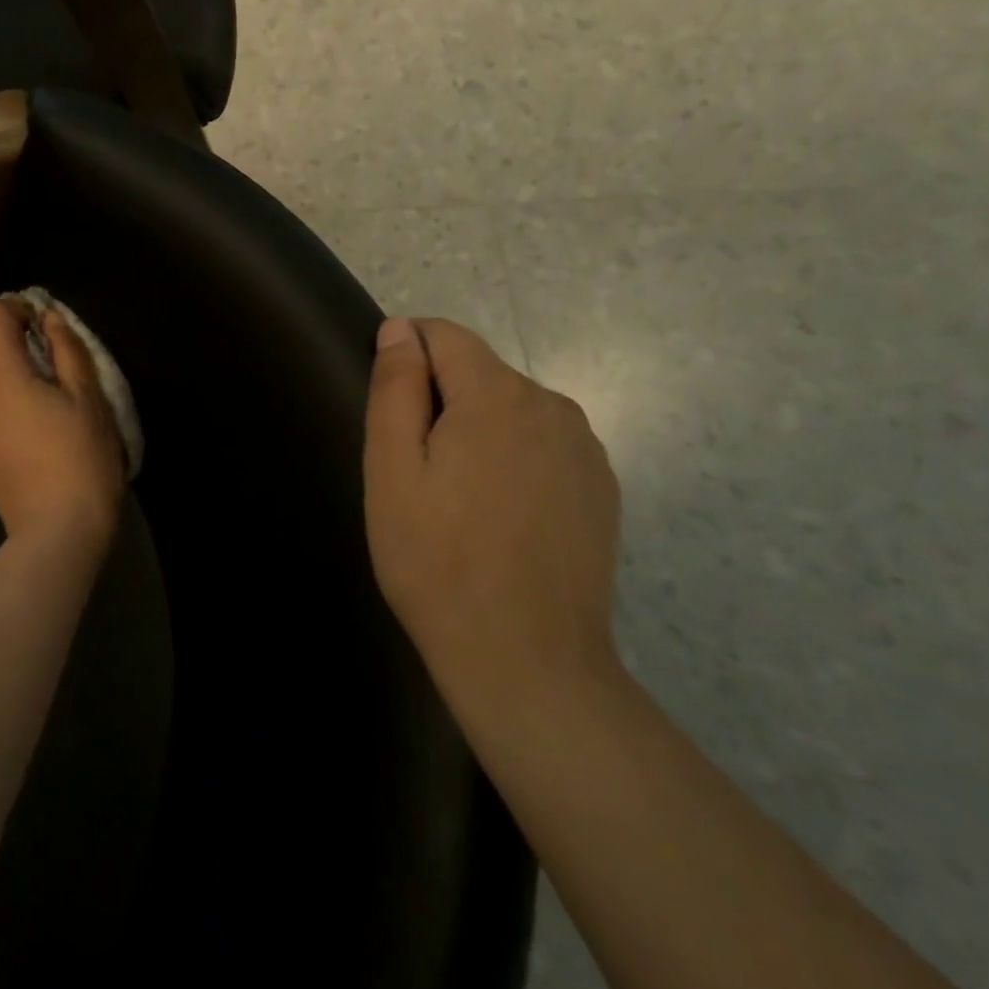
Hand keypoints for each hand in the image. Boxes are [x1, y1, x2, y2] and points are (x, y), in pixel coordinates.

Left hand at [0, 298, 126, 554]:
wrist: (57, 530)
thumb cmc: (81, 459)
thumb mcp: (88, 398)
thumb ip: (68, 350)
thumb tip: (50, 319)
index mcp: (1, 375)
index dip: (15, 307)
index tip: (46, 324)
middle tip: (38, 347)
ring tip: (37, 381)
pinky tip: (30, 415)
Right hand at [364, 317, 622, 711]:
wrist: (526, 659)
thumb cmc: (437, 561)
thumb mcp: (392, 471)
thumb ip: (396, 389)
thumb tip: (400, 330)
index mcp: (497, 395)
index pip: (445, 335)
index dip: (407, 354)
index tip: (388, 406)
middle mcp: (552, 405)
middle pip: (480, 373)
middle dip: (441, 400)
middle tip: (415, 470)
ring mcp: (585, 448)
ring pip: (512, 409)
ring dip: (478, 429)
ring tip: (456, 498)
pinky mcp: (601, 487)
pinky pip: (543, 445)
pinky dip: (514, 458)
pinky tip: (500, 516)